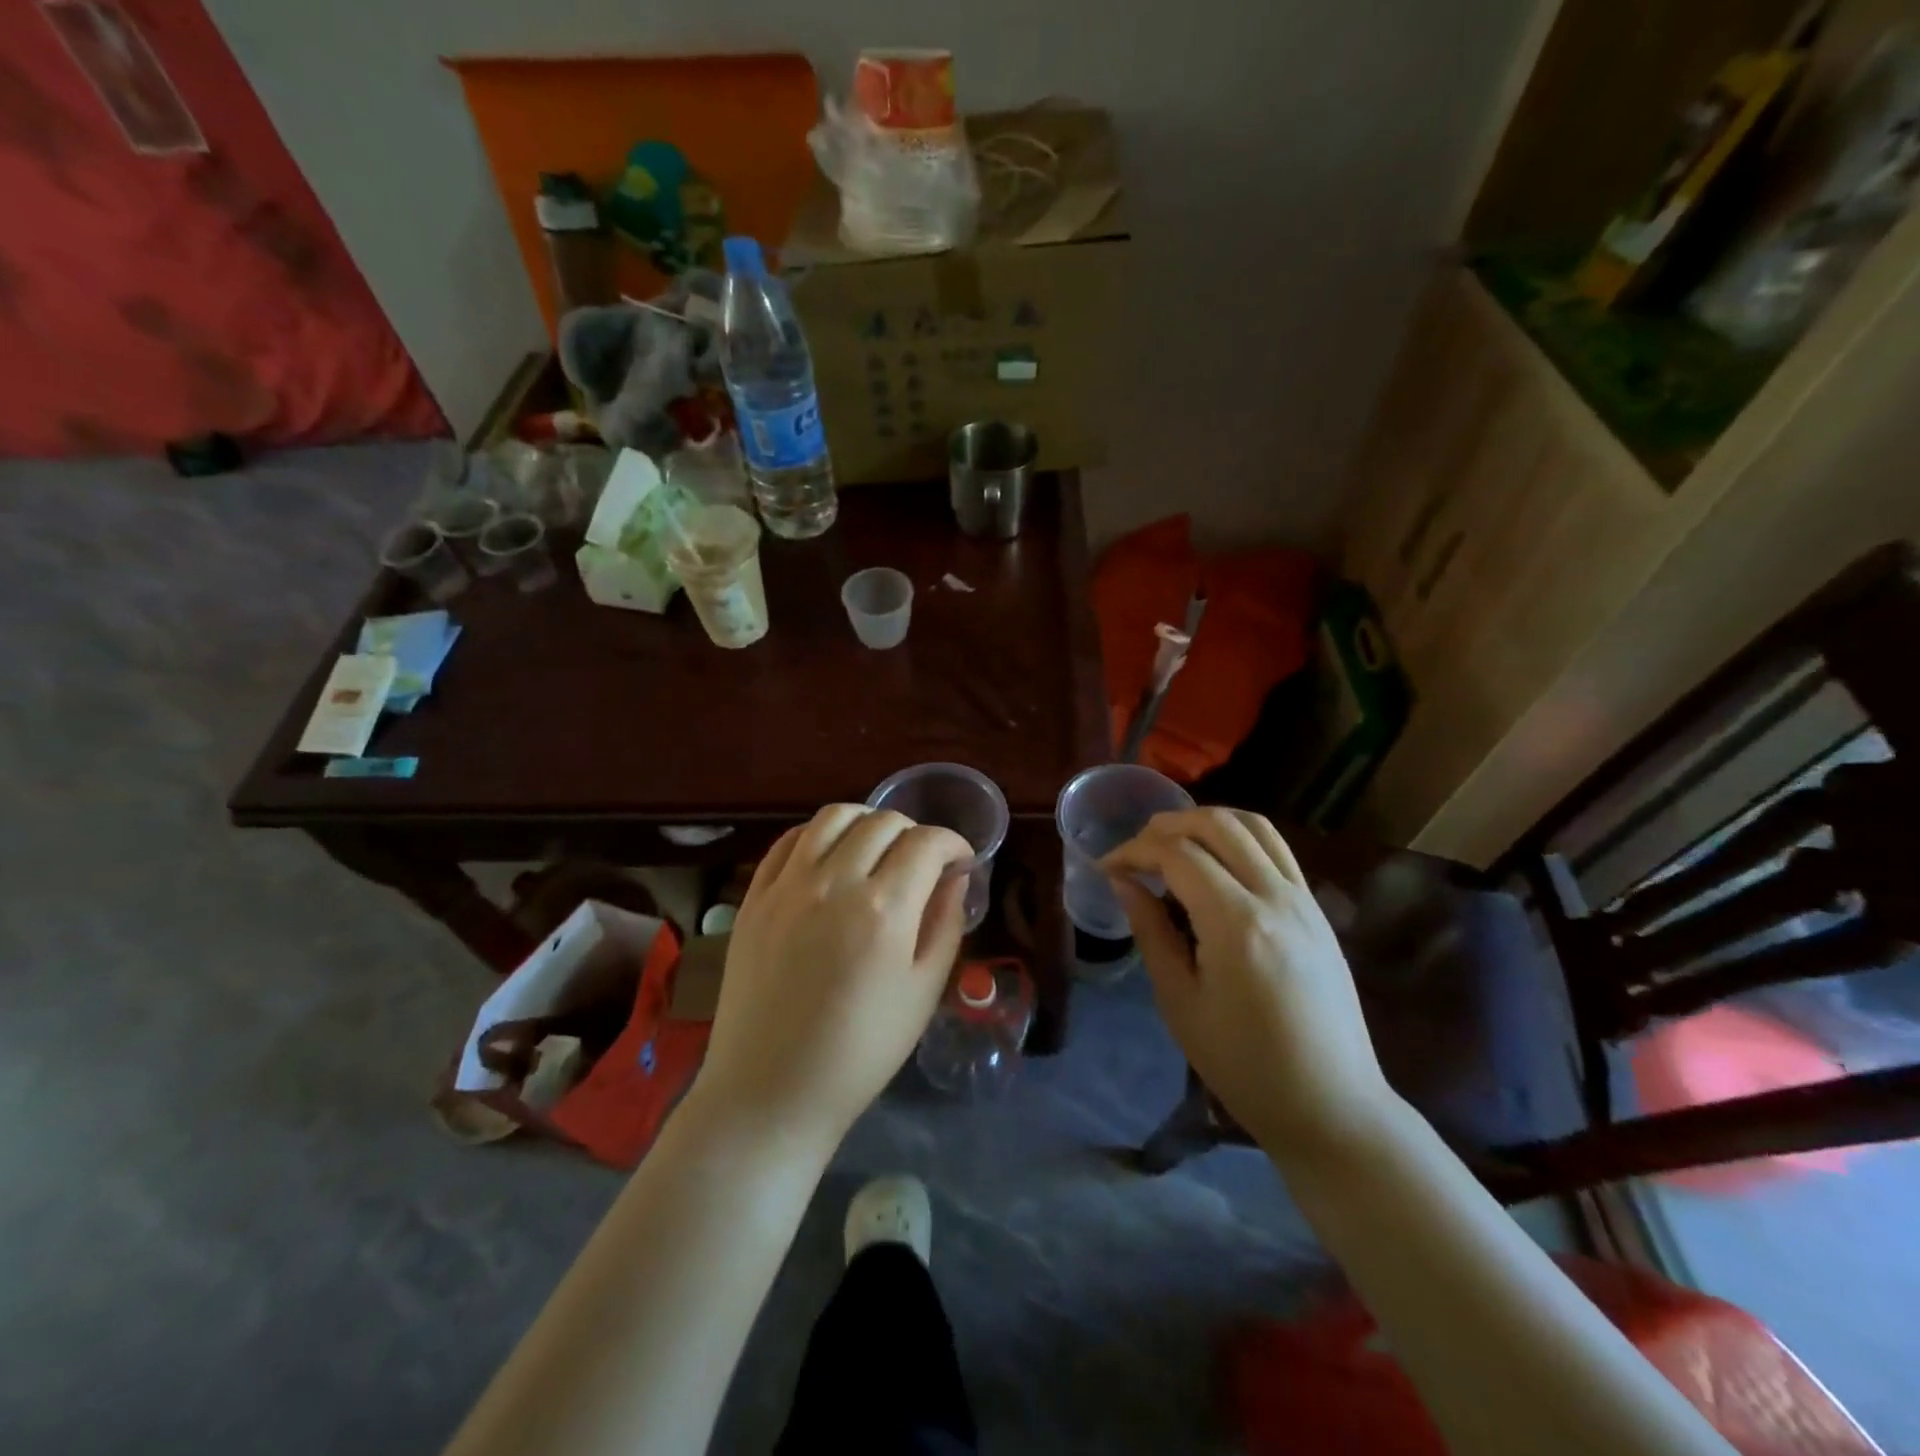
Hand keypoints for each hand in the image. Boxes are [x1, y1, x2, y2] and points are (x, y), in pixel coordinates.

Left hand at [698, 805, 970, 1151]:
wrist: (771, 1090)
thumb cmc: (861, 1051)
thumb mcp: (924, 992)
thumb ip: (945, 923)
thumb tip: (955, 876)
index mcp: (884, 909)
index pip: (926, 843)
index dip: (953, 842)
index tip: (961, 860)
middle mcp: (834, 882)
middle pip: (883, 822)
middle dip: (915, 833)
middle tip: (923, 862)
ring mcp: (787, 885)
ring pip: (833, 817)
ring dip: (866, 822)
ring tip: (877, 849)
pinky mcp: (754, 897)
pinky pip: (789, 841)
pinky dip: (818, 835)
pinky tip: (830, 856)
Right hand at [1103, 808, 1396, 1159]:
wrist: (1332, 1106)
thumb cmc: (1244, 1065)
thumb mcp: (1180, 1002)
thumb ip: (1151, 932)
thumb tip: (1124, 882)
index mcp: (1236, 923)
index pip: (1177, 855)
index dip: (1134, 851)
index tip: (1106, 866)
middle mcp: (1275, 897)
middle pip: (1218, 825)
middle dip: (1167, 825)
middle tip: (1135, 849)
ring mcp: (1304, 899)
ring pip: (1254, 826)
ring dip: (1207, 821)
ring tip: (1174, 842)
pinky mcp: (1318, 910)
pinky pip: (1277, 850)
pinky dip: (1239, 837)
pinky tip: (1217, 863)